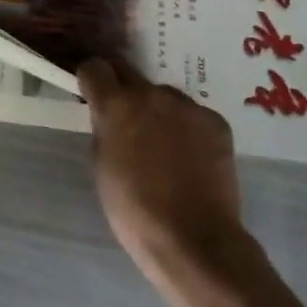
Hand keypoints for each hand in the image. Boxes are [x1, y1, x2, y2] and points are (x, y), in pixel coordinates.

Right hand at [79, 58, 249, 291]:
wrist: (194, 240)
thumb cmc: (134, 209)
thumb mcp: (101, 167)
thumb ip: (104, 131)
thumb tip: (110, 119)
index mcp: (116, 105)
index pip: (95, 67)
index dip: (90, 79)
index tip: (91, 94)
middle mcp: (152, 94)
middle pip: (129, 72)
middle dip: (121, 89)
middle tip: (125, 118)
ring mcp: (188, 106)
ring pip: (163, 96)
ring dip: (157, 110)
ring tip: (164, 146)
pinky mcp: (216, 122)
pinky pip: (193, 115)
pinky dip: (187, 128)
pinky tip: (190, 158)